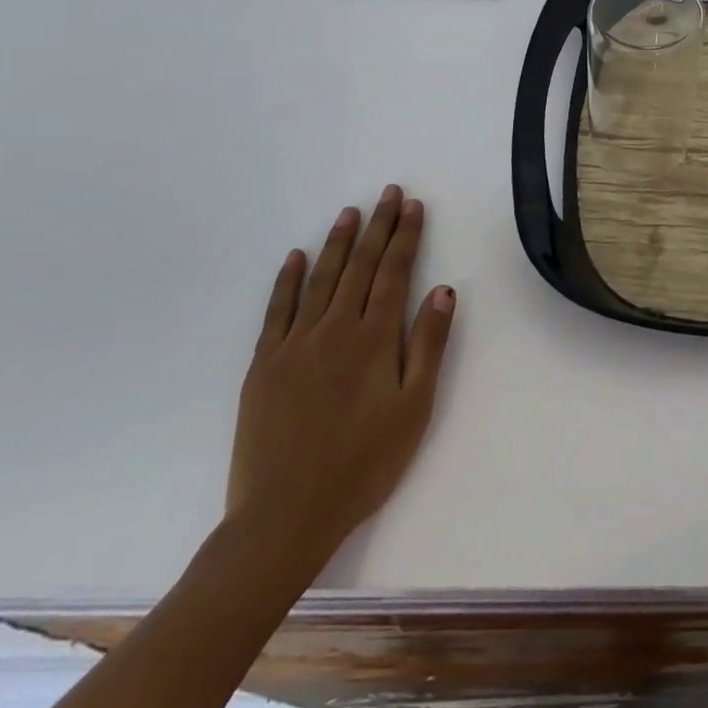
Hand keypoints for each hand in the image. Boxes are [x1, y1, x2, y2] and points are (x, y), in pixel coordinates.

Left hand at [225, 186, 455, 576]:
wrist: (286, 516)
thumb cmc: (364, 464)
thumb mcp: (414, 408)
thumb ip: (428, 345)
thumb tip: (442, 289)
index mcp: (374, 339)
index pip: (394, 272)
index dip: (406, 236)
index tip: (413, 206)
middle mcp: (335, 329)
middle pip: (360, 266)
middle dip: (378, 226)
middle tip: (388, 192)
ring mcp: (295, 344)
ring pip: (321, 278)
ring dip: (338, 242)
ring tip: (351, 212)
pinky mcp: (264, 364)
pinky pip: (277, 309)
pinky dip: (287, 279)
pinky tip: (295, 257)